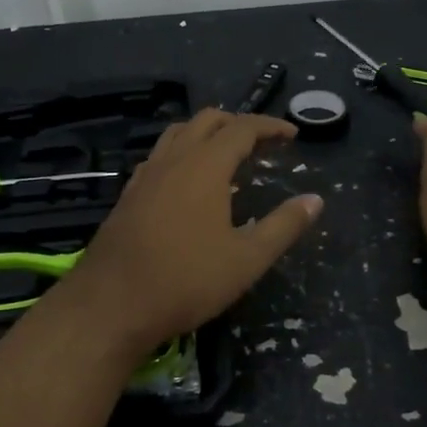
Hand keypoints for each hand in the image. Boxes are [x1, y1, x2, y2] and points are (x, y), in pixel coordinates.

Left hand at [55, 109, 322, 360]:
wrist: (111, 305)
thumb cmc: (186, 281)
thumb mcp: (247, 259)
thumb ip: (284, 226)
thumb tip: (315, 200)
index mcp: (205, 166)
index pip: (242, 128)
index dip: (270, 126)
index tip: (292, 134)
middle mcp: (173, 160)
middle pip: (207, 121)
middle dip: (238, 123)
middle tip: (262, 142)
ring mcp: (146, 175)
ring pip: (178, 133)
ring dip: (206, 133)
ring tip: (226, 155)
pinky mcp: (128, 194)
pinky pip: (160, 156)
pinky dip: (182, 153)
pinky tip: (188, 183)